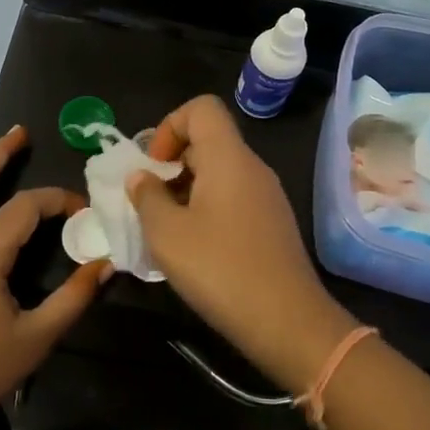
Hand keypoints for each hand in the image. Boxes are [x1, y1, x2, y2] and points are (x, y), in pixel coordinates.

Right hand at [127, 96, 349, 392]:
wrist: (287, 321)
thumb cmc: (220, 269)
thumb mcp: (167, 234)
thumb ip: (147, 197)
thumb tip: (142, 177)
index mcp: (229, 157)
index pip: (201, 108)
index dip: (170, 126)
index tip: (154, 166)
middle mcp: (252, 167)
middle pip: (209, 140)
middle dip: (172, 163)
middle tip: (150, 202)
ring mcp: (267, 196)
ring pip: (220, 172)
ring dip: (187, 190)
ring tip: (167, 229)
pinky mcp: (273, 223)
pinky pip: (234, 198)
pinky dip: (208, 209)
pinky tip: (195, 248)